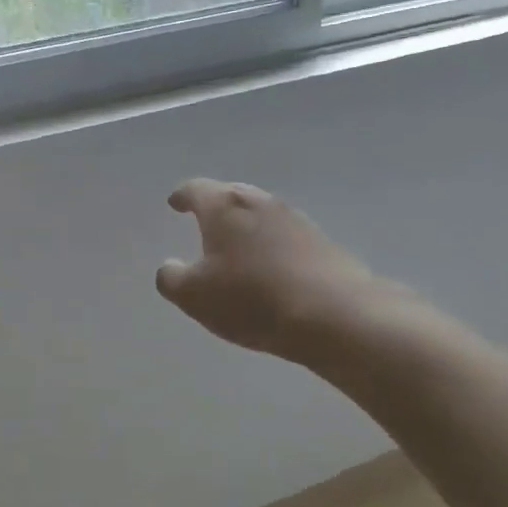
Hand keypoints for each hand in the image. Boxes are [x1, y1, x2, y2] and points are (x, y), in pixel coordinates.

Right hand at [155, 178, 412, 365]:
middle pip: (232, 196)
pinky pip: (288, 237)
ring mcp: (297, 220)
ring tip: (238, 248)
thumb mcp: (194, 296)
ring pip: (262, 215)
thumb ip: (171, 278)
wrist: (338, 317)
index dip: (182, 196)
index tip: (174, 203)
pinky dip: (274, 246)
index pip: (195, 189)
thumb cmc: (253, 299)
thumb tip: (170, 268)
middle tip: (205, 222)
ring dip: (248, 227)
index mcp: (223, 206)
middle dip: (216, 207)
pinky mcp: (325, 243)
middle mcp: (260, 202)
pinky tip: (273, 269)